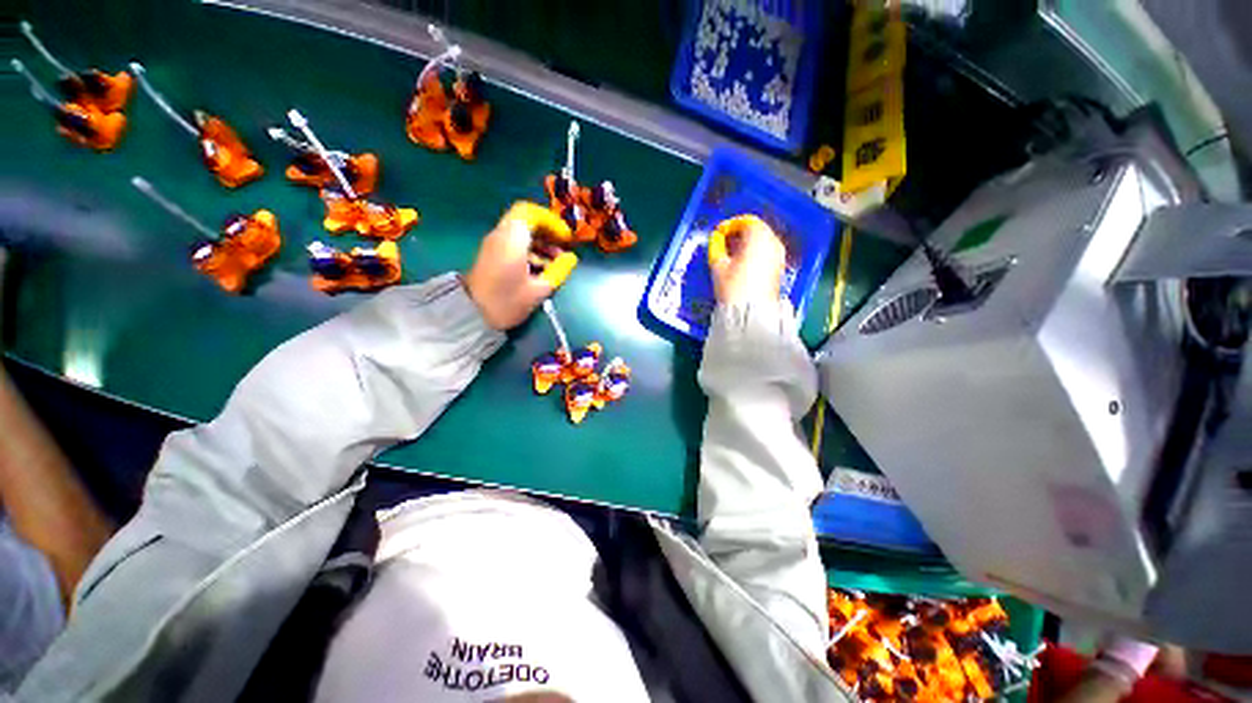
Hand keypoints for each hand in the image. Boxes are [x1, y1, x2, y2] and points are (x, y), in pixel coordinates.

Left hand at [464, 201, 577, 330]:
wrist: (472, 316)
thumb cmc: (507, 302)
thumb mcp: (539, 290)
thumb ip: (558, 271)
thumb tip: (571, 258)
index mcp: (512, 239)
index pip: (531, 212)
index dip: (551, 222)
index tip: (565, 237)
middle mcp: (500, 236)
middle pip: (526, 221)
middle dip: (547, 232)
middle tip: (563, 247)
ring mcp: (494, 245)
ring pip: (520, 233)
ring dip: (540, 242)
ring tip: (556, 261)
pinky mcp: (491, 256)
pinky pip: (513, 243)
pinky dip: (530, 250)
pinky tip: (542, 268)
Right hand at [708, 214, 786, 305]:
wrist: (752, 312)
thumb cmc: (733, 287)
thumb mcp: (718, 266)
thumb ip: (716, 247)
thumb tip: (716, 239)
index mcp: (758, 237)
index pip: (746, 221)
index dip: (731, 225)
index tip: (719, 233)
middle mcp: (773, 242)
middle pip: (757, 230)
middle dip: (740, 234)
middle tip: (725, 243)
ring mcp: (779, 256)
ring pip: (763, 241)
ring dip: (748, 244)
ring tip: (732, 255)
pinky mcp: (780, 268)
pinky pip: (767, 253)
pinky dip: (756, 253)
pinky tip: (743, 265)